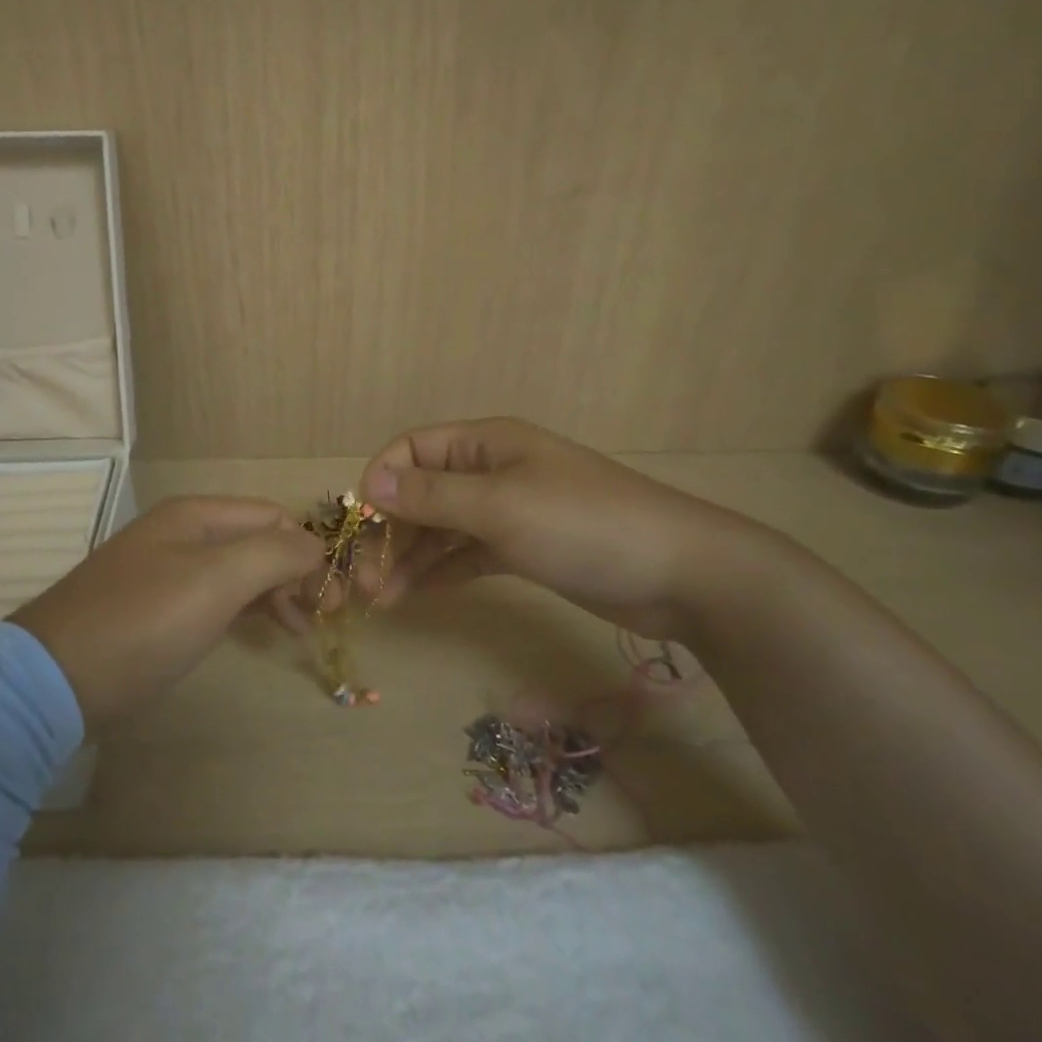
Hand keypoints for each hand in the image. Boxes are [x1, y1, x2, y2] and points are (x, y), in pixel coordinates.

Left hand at [12, 497, 325, 725]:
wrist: (53, 680)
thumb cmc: (142, 622)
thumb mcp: (216, 580)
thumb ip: (274, 554)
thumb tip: (316, 546)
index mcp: (195, 515)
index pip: (273, 516)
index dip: (307, 551)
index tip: (329, 600)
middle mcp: (181, 534)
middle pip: (257, 541)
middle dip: (294, 574)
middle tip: (319, 620)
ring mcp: (166, 571)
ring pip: (238, 571)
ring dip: (274, 593)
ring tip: (297, 631)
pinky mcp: (155, 609)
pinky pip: (213, 597)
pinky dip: (244, 610)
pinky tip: (257, 631)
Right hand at [358, 417, 772, 639]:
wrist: (680, 573)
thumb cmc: (583, 524)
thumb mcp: (499, 506)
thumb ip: (430, 496)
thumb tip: (369, 485)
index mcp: (485, 443)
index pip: (412, 450)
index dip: (380, 482)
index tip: (361, 527)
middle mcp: (490, 471)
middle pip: (421, 492)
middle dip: (390, 531)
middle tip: (367, 582)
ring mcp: (507, 511)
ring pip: (440, 528)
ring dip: (408, 557)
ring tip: (383, 599)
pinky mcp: (522, 549)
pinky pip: (465, 554)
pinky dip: (438, 571)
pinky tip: (413, 595)